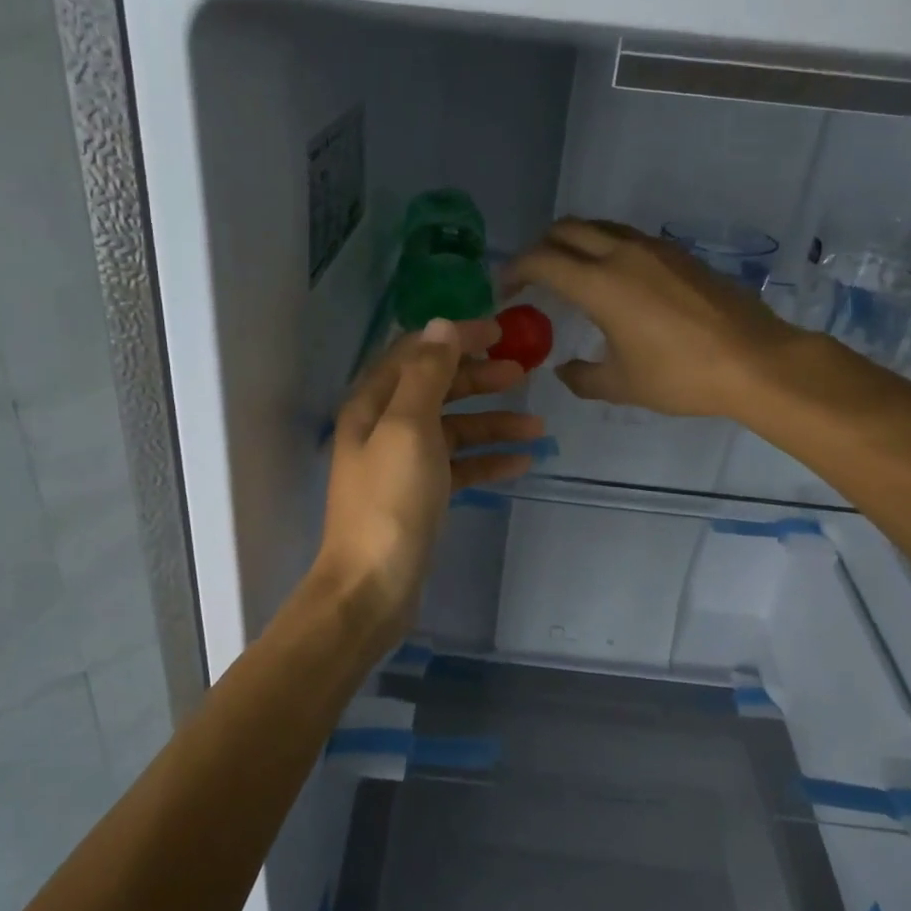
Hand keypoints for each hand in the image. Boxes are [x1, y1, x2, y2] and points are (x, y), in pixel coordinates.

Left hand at [313, 317, 541, 630]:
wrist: (373, 585)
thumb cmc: (390, 501)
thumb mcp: (408, 427)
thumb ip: (427, 374)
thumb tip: (442, 325)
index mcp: (373, 404)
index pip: (416, 353)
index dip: (455, 338)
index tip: (500, 331)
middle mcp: (384, 428)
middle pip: (437, 389)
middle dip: (478, 378)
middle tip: (522, 374)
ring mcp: (403, 464)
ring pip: (453, 430)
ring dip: (493, 424)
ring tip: (538, 428)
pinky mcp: (421, 496)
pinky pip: (459, 467)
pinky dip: (488, 461)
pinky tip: (521, 463)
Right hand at [507, 219, 801, 419]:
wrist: (754, 360)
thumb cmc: (680, 376)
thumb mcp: (621, 386)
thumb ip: (582, 377)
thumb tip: (564, 370)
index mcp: (600, 285)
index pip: (541, 260)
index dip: (515, 271)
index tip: (505, 292)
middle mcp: (622, 254)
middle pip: (566, 229)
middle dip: (540, 248)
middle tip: (532, 278)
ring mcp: (655, 249)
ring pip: (599, 227)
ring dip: (574, 243)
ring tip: (569, 275)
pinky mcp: (679, 254)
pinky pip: (628, 238)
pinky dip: (605, 248)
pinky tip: (613, 282)